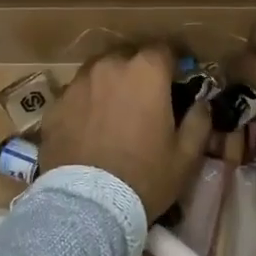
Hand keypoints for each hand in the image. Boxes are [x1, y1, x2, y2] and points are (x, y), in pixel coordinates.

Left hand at [42, 47, 211, 220]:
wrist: (87, 204)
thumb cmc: (144, 177)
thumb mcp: (185, 156)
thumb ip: (198, 122)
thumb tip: (201, 104)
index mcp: (146, 72)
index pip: (164, 50)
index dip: (172, 64)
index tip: (176, 80)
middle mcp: (109, 67)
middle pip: (128, 57)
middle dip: (138, 72)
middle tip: (144, 99)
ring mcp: (77, 83)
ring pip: (98, 72)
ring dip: (109, 84)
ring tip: (113, 111)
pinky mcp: (55, 104)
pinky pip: (76, 95)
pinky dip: (85, 103)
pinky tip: (88, 127)